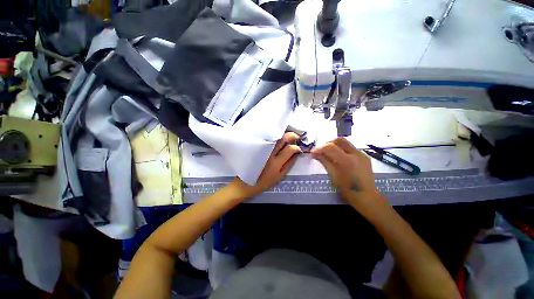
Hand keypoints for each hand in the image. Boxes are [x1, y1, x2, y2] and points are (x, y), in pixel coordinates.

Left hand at [230, 132, 301, 197]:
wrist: (244, 183)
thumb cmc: (263, 182)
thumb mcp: (279, 177)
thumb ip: (289, 164)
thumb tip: (296, 154)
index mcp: (276, 163)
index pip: (289, 149)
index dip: (296, 147)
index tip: (298, 148)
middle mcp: (268, 153)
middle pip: (282, 139)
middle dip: (291, 136)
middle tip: (295, 137)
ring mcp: (261, 148)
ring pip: (274, 136)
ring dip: (283, 134)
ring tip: (287, 137)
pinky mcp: (255, 146)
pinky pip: (267, 138)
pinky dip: (274, 136)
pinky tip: (277, 139)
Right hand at [311, 138, 377, 202]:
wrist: (366, 196)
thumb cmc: (347, 189)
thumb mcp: (333, 175)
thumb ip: (324, 162)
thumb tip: (314, 153)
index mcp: (346, 161)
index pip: (330, 147)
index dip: (319, 148)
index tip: (312, 152)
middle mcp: (355, 154)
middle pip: (339, 140)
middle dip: (328, 143)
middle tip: (321, 150)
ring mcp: (362, 154)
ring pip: (346, 143)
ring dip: (335, 145)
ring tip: (328, 152)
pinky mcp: (365, 156)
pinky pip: (351, 148)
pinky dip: (342, 149)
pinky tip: (339, 157)